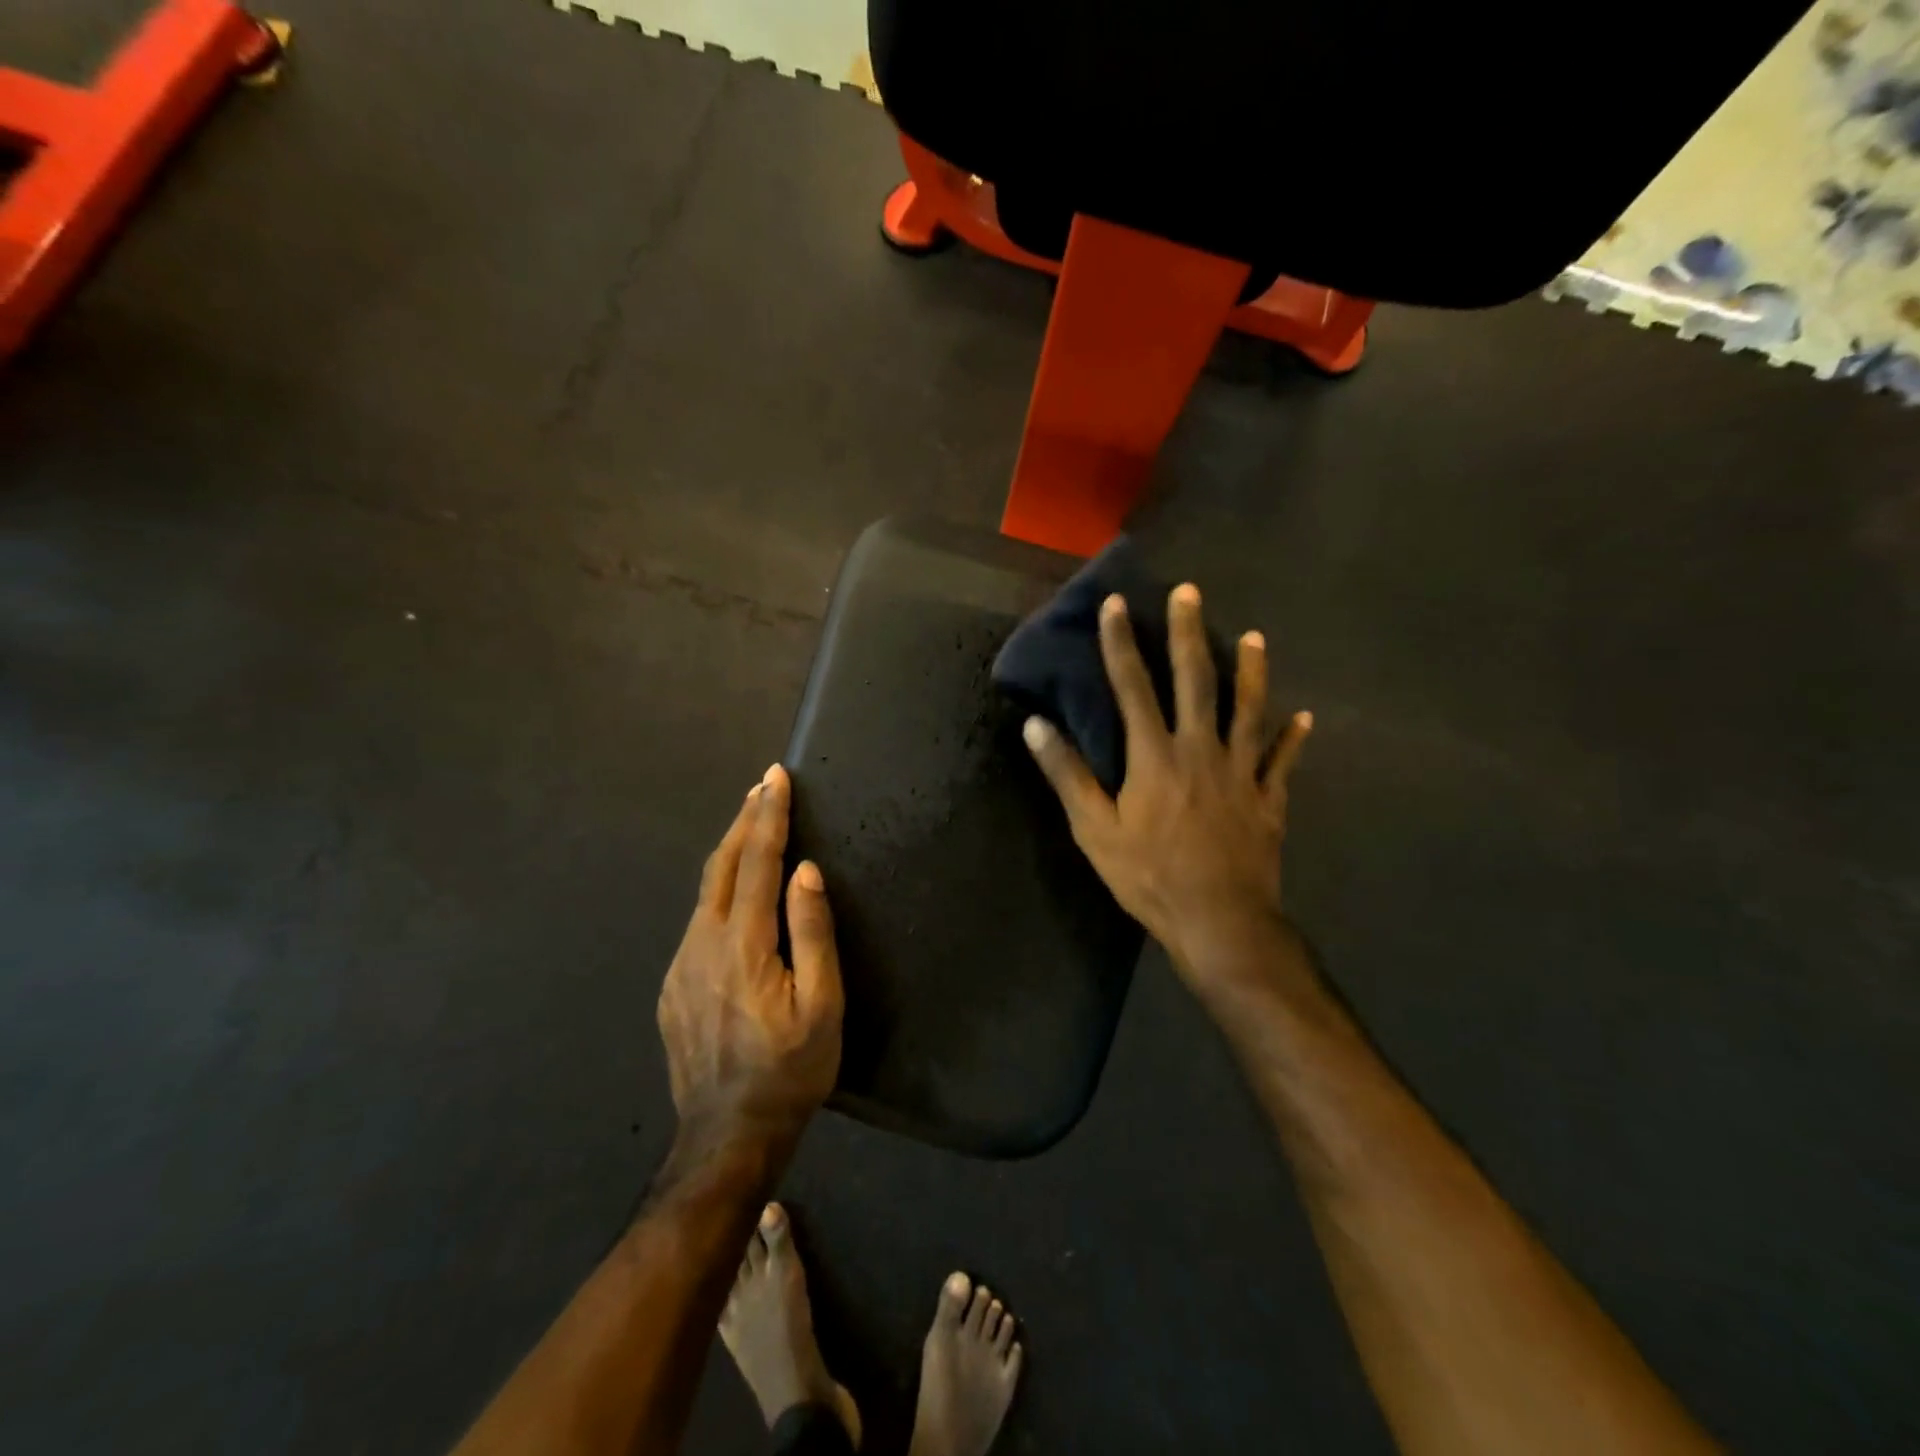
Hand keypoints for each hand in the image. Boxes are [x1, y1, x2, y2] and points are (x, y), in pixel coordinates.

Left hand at [657, 765, 843, 1151]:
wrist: (726, 1137)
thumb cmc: (790, 1070)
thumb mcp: (822, 1006)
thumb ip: (813, 933)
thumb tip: (806, 871)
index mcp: (744, 945)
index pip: (759, 862)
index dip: (769, 816)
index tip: (775, 778)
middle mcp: (703, 944)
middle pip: (723, 866)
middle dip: (744, 821)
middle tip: (761, 787)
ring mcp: (680, 966)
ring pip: (706, 893)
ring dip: (731, 854)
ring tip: (753, 829)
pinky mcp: (672, 987)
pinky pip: (698, 924)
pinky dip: (720, 893)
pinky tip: (735, 899)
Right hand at [1021, 584, 1311, 999]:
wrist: (1220, 920)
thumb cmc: (1149, 876)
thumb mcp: (1094, 830)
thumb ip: (1067, 775)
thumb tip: (1035, 725)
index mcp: (1154, 755)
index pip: (1132, 686)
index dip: (1120, 643)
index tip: (1116, 603)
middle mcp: (1200, 749)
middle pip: (1196, 680)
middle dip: (1189, 633)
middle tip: (1190, 593)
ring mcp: (1241, 771)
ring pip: (1249, 709)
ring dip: (1252, 670)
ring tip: (1255, 637)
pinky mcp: (1268, 797)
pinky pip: (1283, 760)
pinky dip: (1293, 738)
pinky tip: (1303, 718)